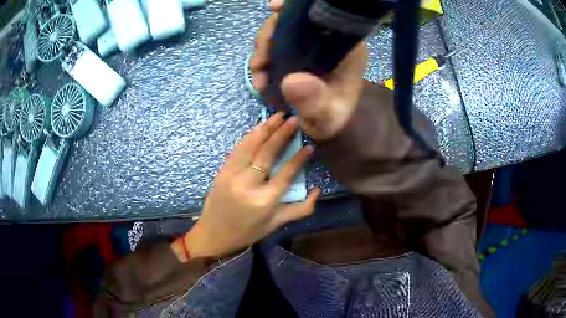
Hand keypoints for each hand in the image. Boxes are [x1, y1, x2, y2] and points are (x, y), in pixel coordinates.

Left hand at [181, 113, 319, 258]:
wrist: (214, 235)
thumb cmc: (248, 232)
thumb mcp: (276, 224)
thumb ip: (300, 209)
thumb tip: (317, 190)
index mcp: (265, 201)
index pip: (286, 174)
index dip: (298, 158)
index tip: (309, 145)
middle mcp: (248, 185)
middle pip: (268, 154)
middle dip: (282, 134)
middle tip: (294, 119)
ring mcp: (232, 176)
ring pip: (251, 146)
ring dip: (265, 129)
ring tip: (278, 116)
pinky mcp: (221, 171)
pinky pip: (237, 149)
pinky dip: (249, 136)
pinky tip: (259, 127)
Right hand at [250, 0, 367, 140]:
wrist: (326, 122)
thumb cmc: (332, 118)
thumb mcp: (326, 118)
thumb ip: (314, 103)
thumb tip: (291, 81)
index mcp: (345, 49)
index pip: (323, 17)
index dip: (296, 11)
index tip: (274, 11)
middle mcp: (328, 40)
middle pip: (296, 22)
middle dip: (271, 37)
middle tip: (259, 64)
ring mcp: (311, 44)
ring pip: (282, 31)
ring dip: (263, 47)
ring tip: (258, 74)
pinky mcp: (299, 50)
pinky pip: (277, 41)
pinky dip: (264, 51)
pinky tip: (260, 68)